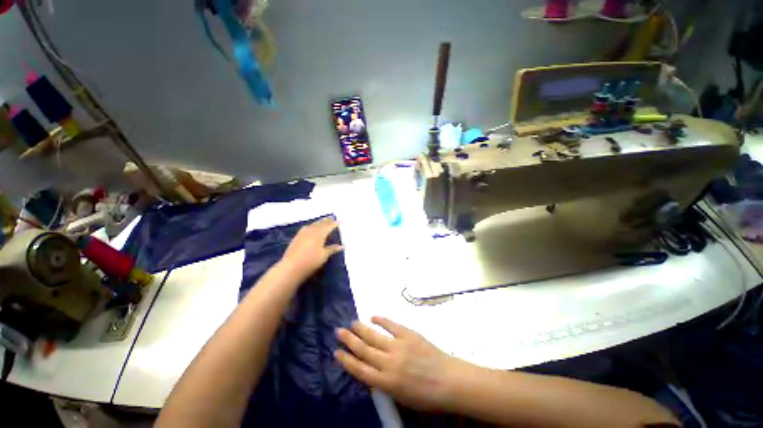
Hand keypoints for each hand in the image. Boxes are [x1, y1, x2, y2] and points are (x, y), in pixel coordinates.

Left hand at [280, 217, 343, 278]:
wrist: (290, 267)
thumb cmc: (310, 261)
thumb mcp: (324, 256)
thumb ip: (332, 249)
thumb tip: (342, 246)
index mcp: (320, 233)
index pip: (329, 226)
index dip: (335, 223)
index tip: (339, 221)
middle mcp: (311, 230)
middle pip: (321, 223)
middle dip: (327, 220)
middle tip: (332, 217)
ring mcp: (303, 233)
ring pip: (313, 224)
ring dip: (319, 222)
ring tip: (324, 220)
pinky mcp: (297, 237)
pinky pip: (307, 227)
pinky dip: (312, 225)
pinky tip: (311, 227)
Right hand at [335, 317, 464, 411]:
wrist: (448, 380)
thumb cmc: (425, 395)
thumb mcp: (400, 397)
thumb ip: (384, 383)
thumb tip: (372, 370)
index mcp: (386, 383)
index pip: (359, 370)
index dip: (346, 360)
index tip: (336, 352)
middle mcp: (388, 363)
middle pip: (363, 350)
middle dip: (349, 340)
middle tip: (338, 331)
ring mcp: (398, 346)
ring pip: (374, 336)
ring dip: (361, 329)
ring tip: (351, 323)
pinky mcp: (408, 334)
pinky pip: (391, 325)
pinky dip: (381, 320)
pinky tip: (373, 316)